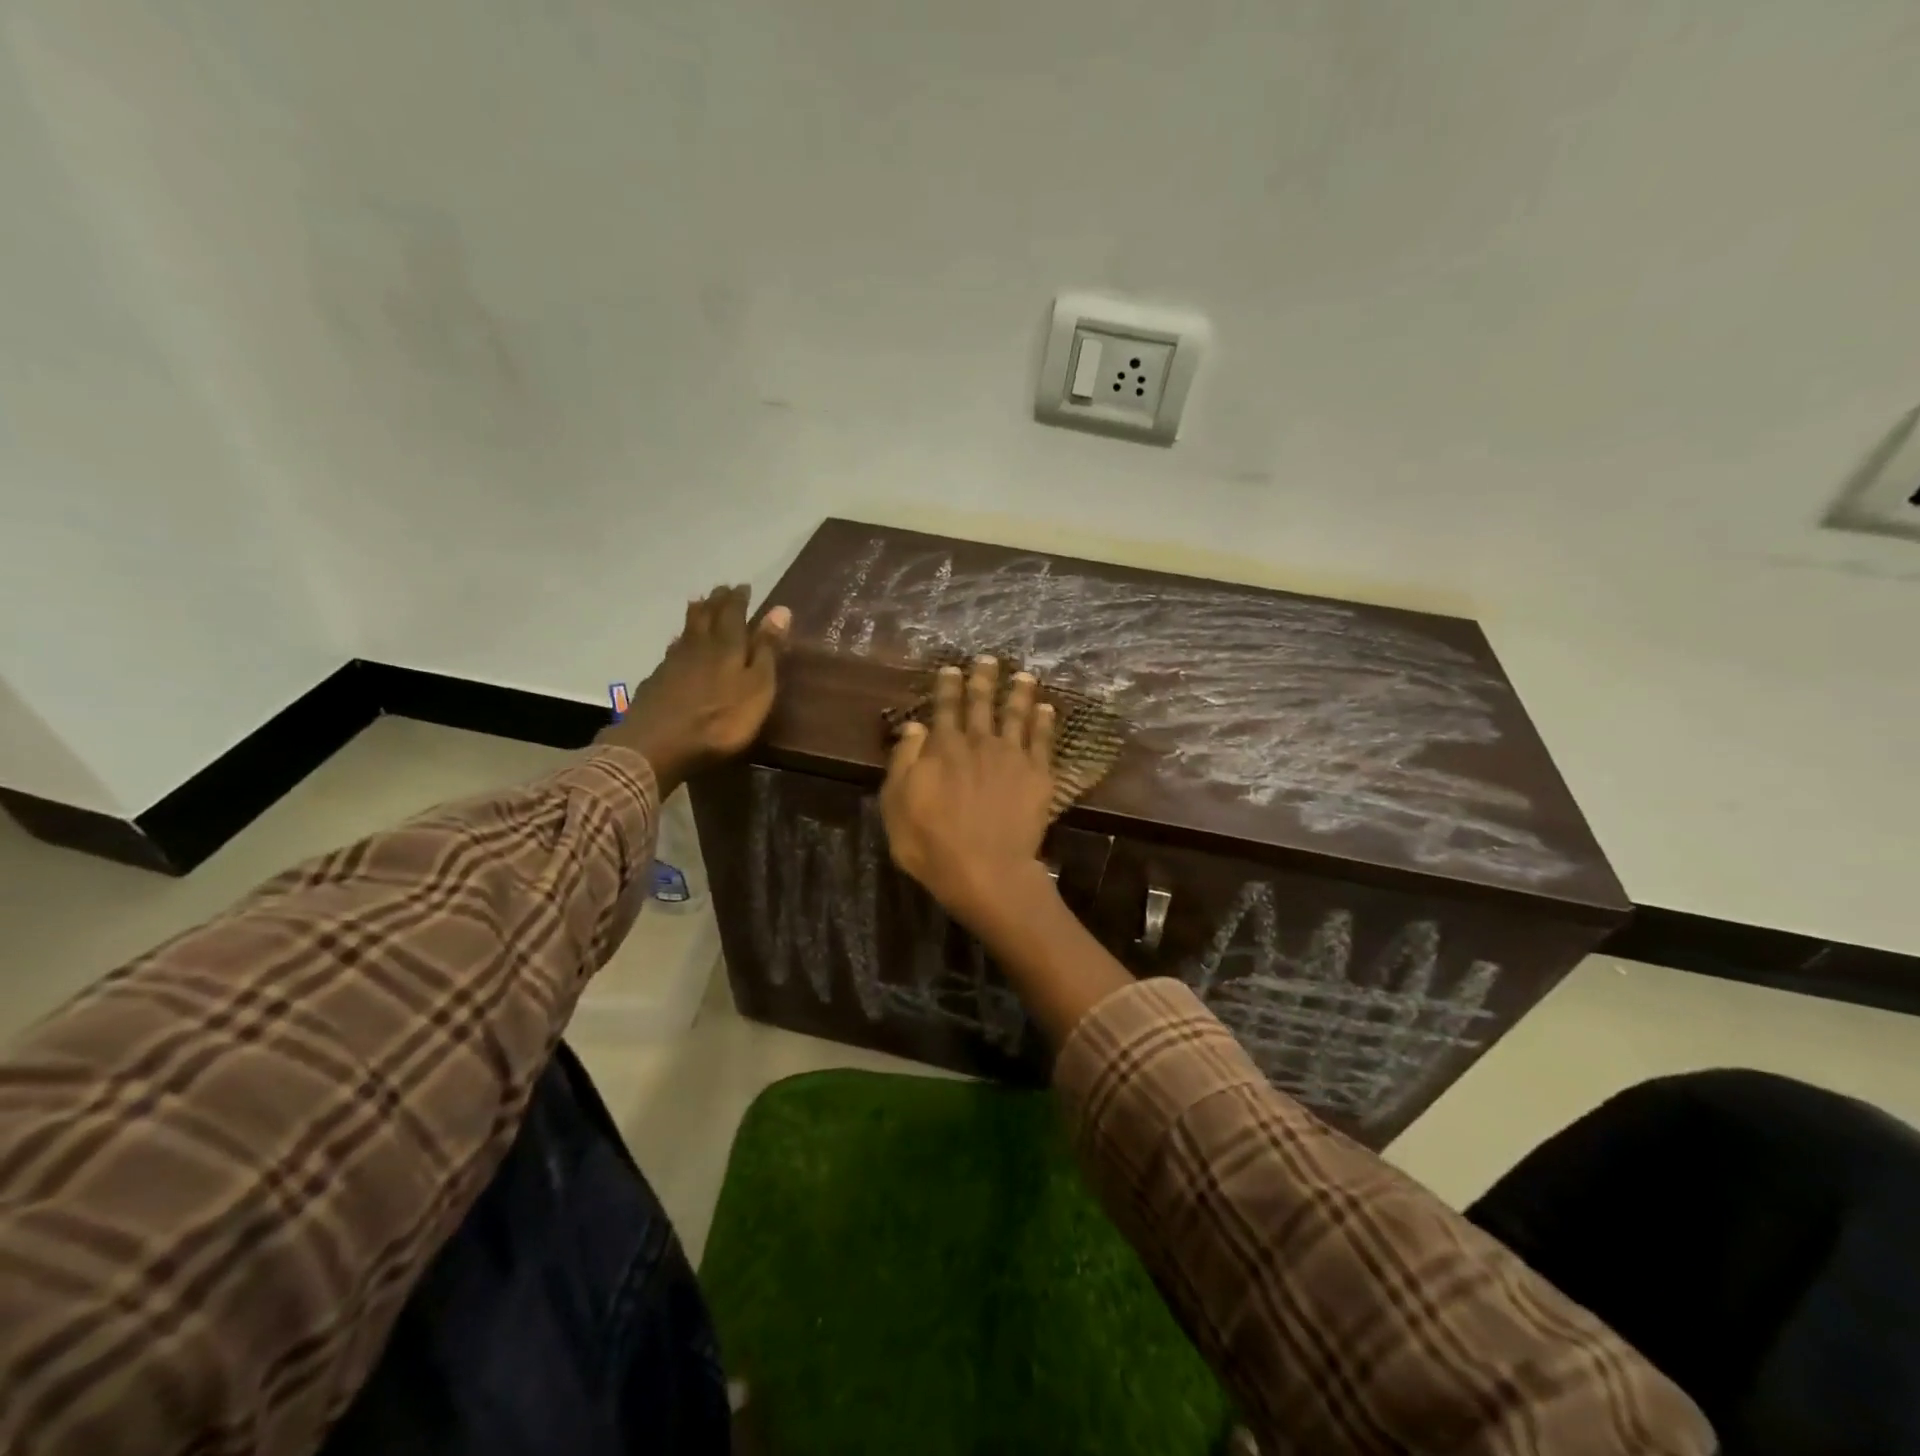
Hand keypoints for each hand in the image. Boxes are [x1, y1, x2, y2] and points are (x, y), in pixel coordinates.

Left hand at [601, 585, 790, 790]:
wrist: (658, 745)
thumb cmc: (720, 721)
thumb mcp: (757, 688)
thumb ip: (767, 650)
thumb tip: (780, 610)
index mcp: (727, 646)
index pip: (734, 613)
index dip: (739, 599)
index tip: (743, 586)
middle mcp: (698, 647)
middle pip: (706, 616)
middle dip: (716, 601)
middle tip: (721, 588)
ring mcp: (673, 663)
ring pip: (687, 631)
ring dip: (696, 615)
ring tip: (699, 604)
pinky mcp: (657, 681)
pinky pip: (672, 651)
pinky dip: (679, 641)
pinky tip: (677, 645)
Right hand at [879, 656, 1057, 931]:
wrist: (986, 870)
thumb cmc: (931, 843)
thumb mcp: (897, 804)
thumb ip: (905, 761)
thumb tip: (914, 726)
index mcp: (943, 748)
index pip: (945, 708)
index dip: (948, 687)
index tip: (952, 668)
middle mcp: (979, 743)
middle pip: (982, 704)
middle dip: (984, 679)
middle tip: (988, 659)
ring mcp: (1012, 757)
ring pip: (1016, 715)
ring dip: (1019, 693)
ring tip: (1024, 675)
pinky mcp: (1038, 775)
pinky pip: (1043, 741)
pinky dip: (1044, 722)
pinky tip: (1047, 709)